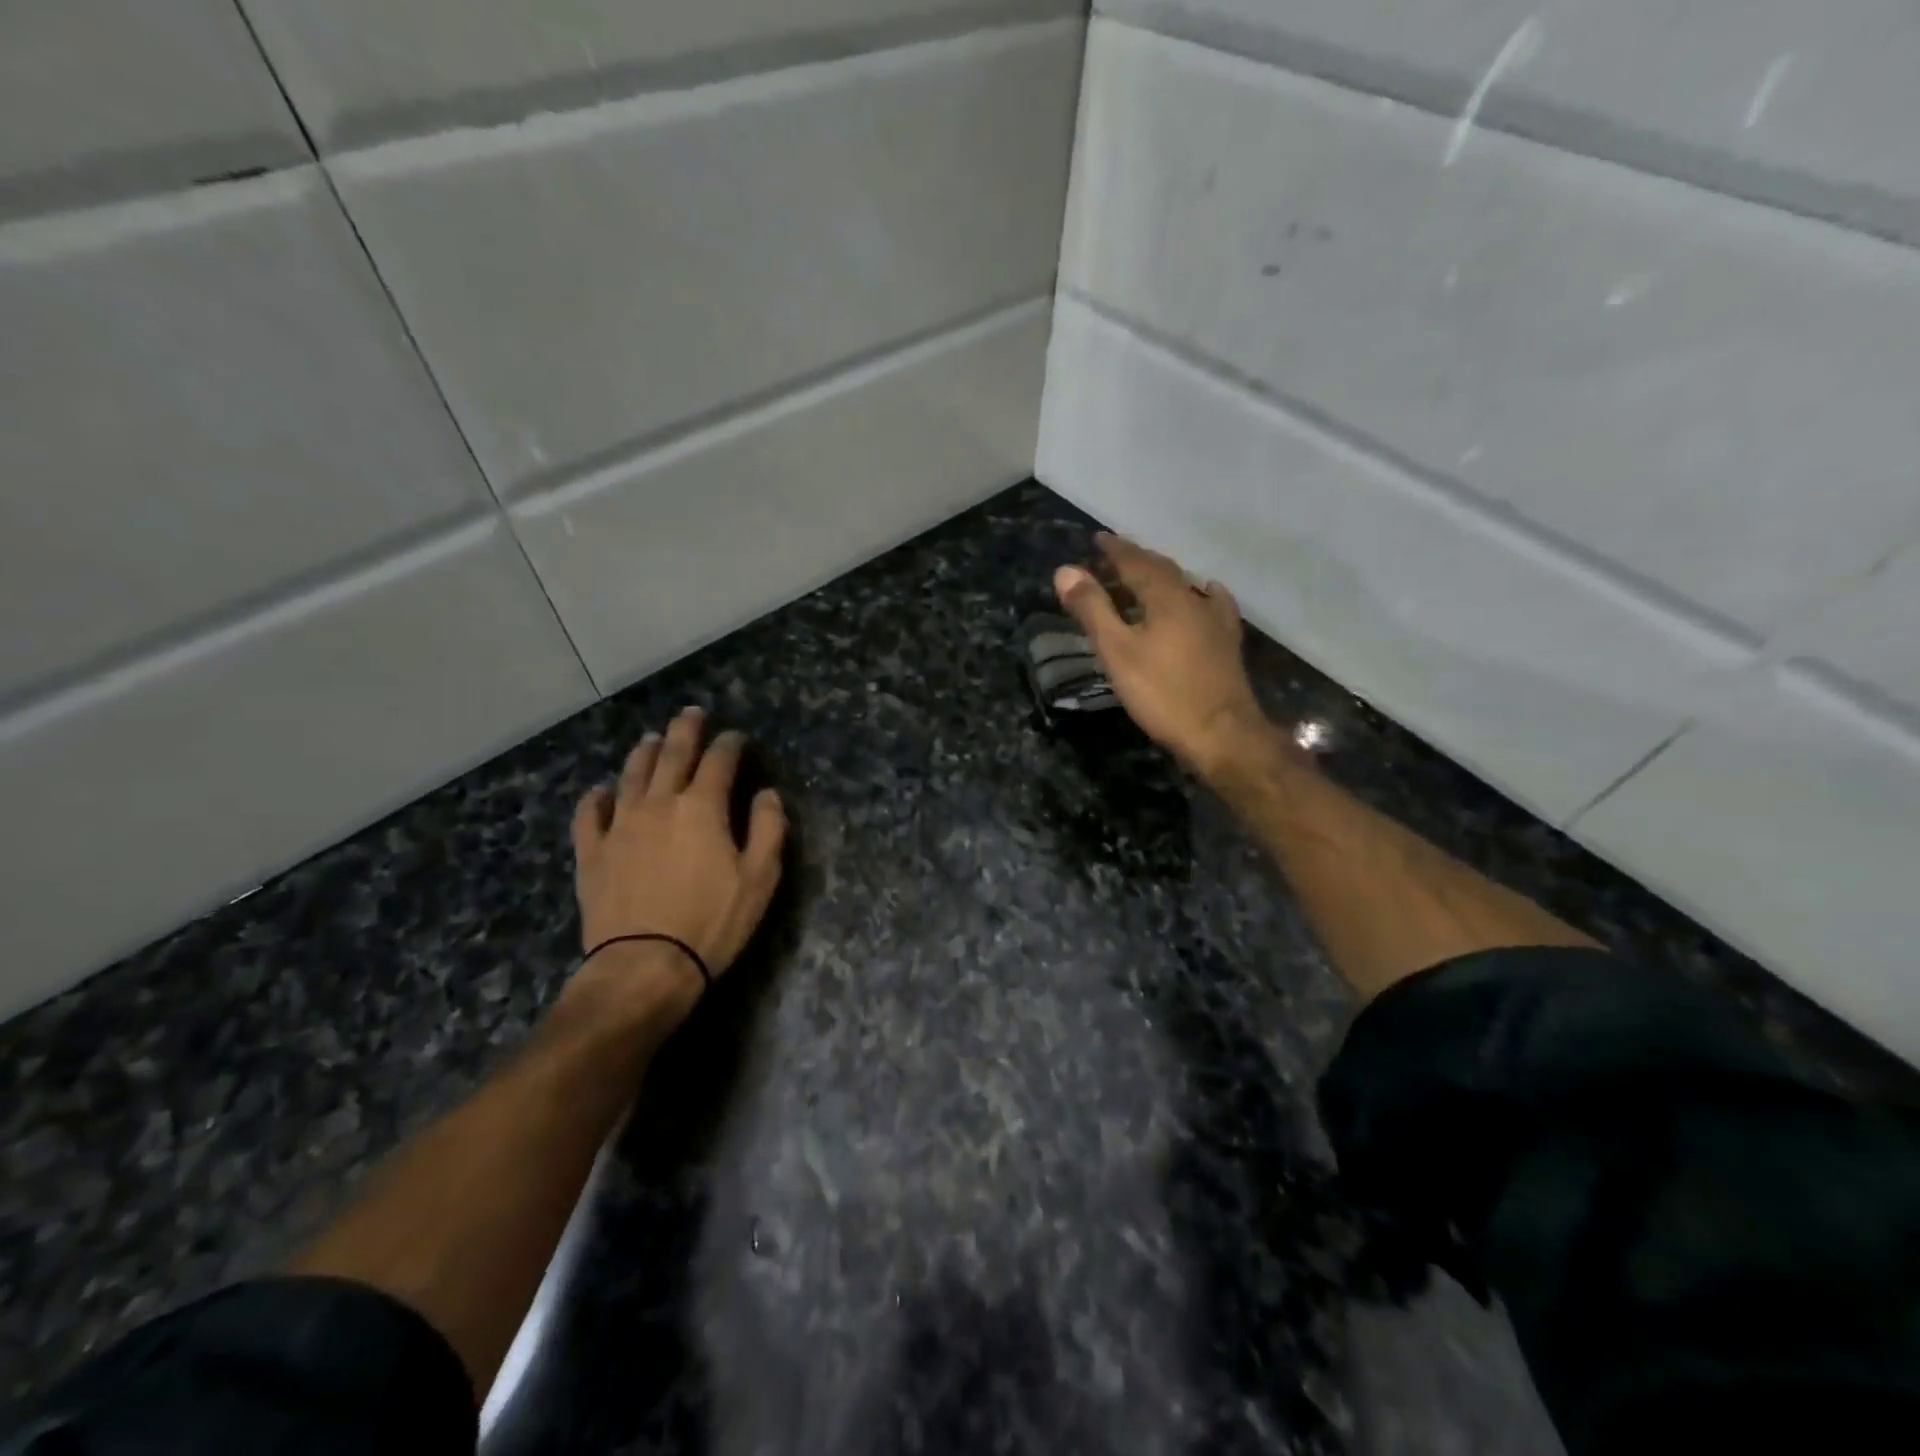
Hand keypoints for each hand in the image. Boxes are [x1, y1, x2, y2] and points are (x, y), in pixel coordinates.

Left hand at [568, 708, 785, 1025]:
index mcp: (702, 807)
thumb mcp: (759, 878)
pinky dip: (596, 798)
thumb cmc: (712, 922)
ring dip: (644, 753)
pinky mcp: (592, 853)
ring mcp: (620, 826)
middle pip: (672, 755)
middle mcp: (659, 804)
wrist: (644, 966)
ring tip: (651, 739)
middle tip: (691, 713)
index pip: (719, 761)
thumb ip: (769, 828)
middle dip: (685, 731)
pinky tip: (600, 791)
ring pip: (631, 775)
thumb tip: (767, 793)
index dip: (730, 744)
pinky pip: (589, 814)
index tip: (737, 737)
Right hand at [1054, 533, 1270, 778]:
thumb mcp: (1117, 652)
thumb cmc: (1162, 693)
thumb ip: (1092, 610)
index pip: (1136, 562)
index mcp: (1166, 596)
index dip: (1115, 549)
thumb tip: (1065, 570)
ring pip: (1185, 586)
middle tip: (1113, 559)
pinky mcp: (1227, 642)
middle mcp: (1195, 598)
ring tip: (1143, 580)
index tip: (1098, 539)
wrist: (1221, 733)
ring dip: (1161, 578)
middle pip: (1162, 570)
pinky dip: (1196, 594)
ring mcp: (1216, 620)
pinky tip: (1202, 595)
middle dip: (1136, 561)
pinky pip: (1210, 603)